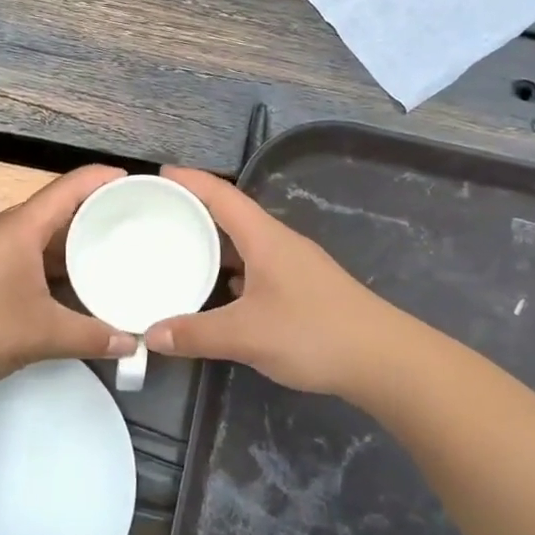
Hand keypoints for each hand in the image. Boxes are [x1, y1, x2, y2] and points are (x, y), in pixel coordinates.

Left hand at [0, 165, 136, 389]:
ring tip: (103, 258)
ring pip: (34, 236)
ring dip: (66, 246)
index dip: (103, 179)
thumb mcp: (41, 333)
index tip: (134, 181)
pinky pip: (18, 254)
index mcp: (20, 227)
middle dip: (91, 217)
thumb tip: (131, 344)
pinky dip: (45, 264)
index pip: (70, 187)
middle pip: (53, 210)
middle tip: (129, 228)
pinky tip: (62, 288)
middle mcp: (0, 228)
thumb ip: (90, 337)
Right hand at [146, 166, 400, 396]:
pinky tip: (218, 291)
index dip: (190, 180)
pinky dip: (231, 271)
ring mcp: (294, 266)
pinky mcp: (303, 289)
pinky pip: (257, 267)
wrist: (384, 360)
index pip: (222, 195)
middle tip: (158, 215)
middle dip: (195, 210)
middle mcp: (279, 243)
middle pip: (232, 215)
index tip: (158, 174)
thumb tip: (150, 335)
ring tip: (179, 249)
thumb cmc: (314, 333)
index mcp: (265, 238)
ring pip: (245, 244)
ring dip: (214, 243)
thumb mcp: (246, 335)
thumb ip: (195, 334)